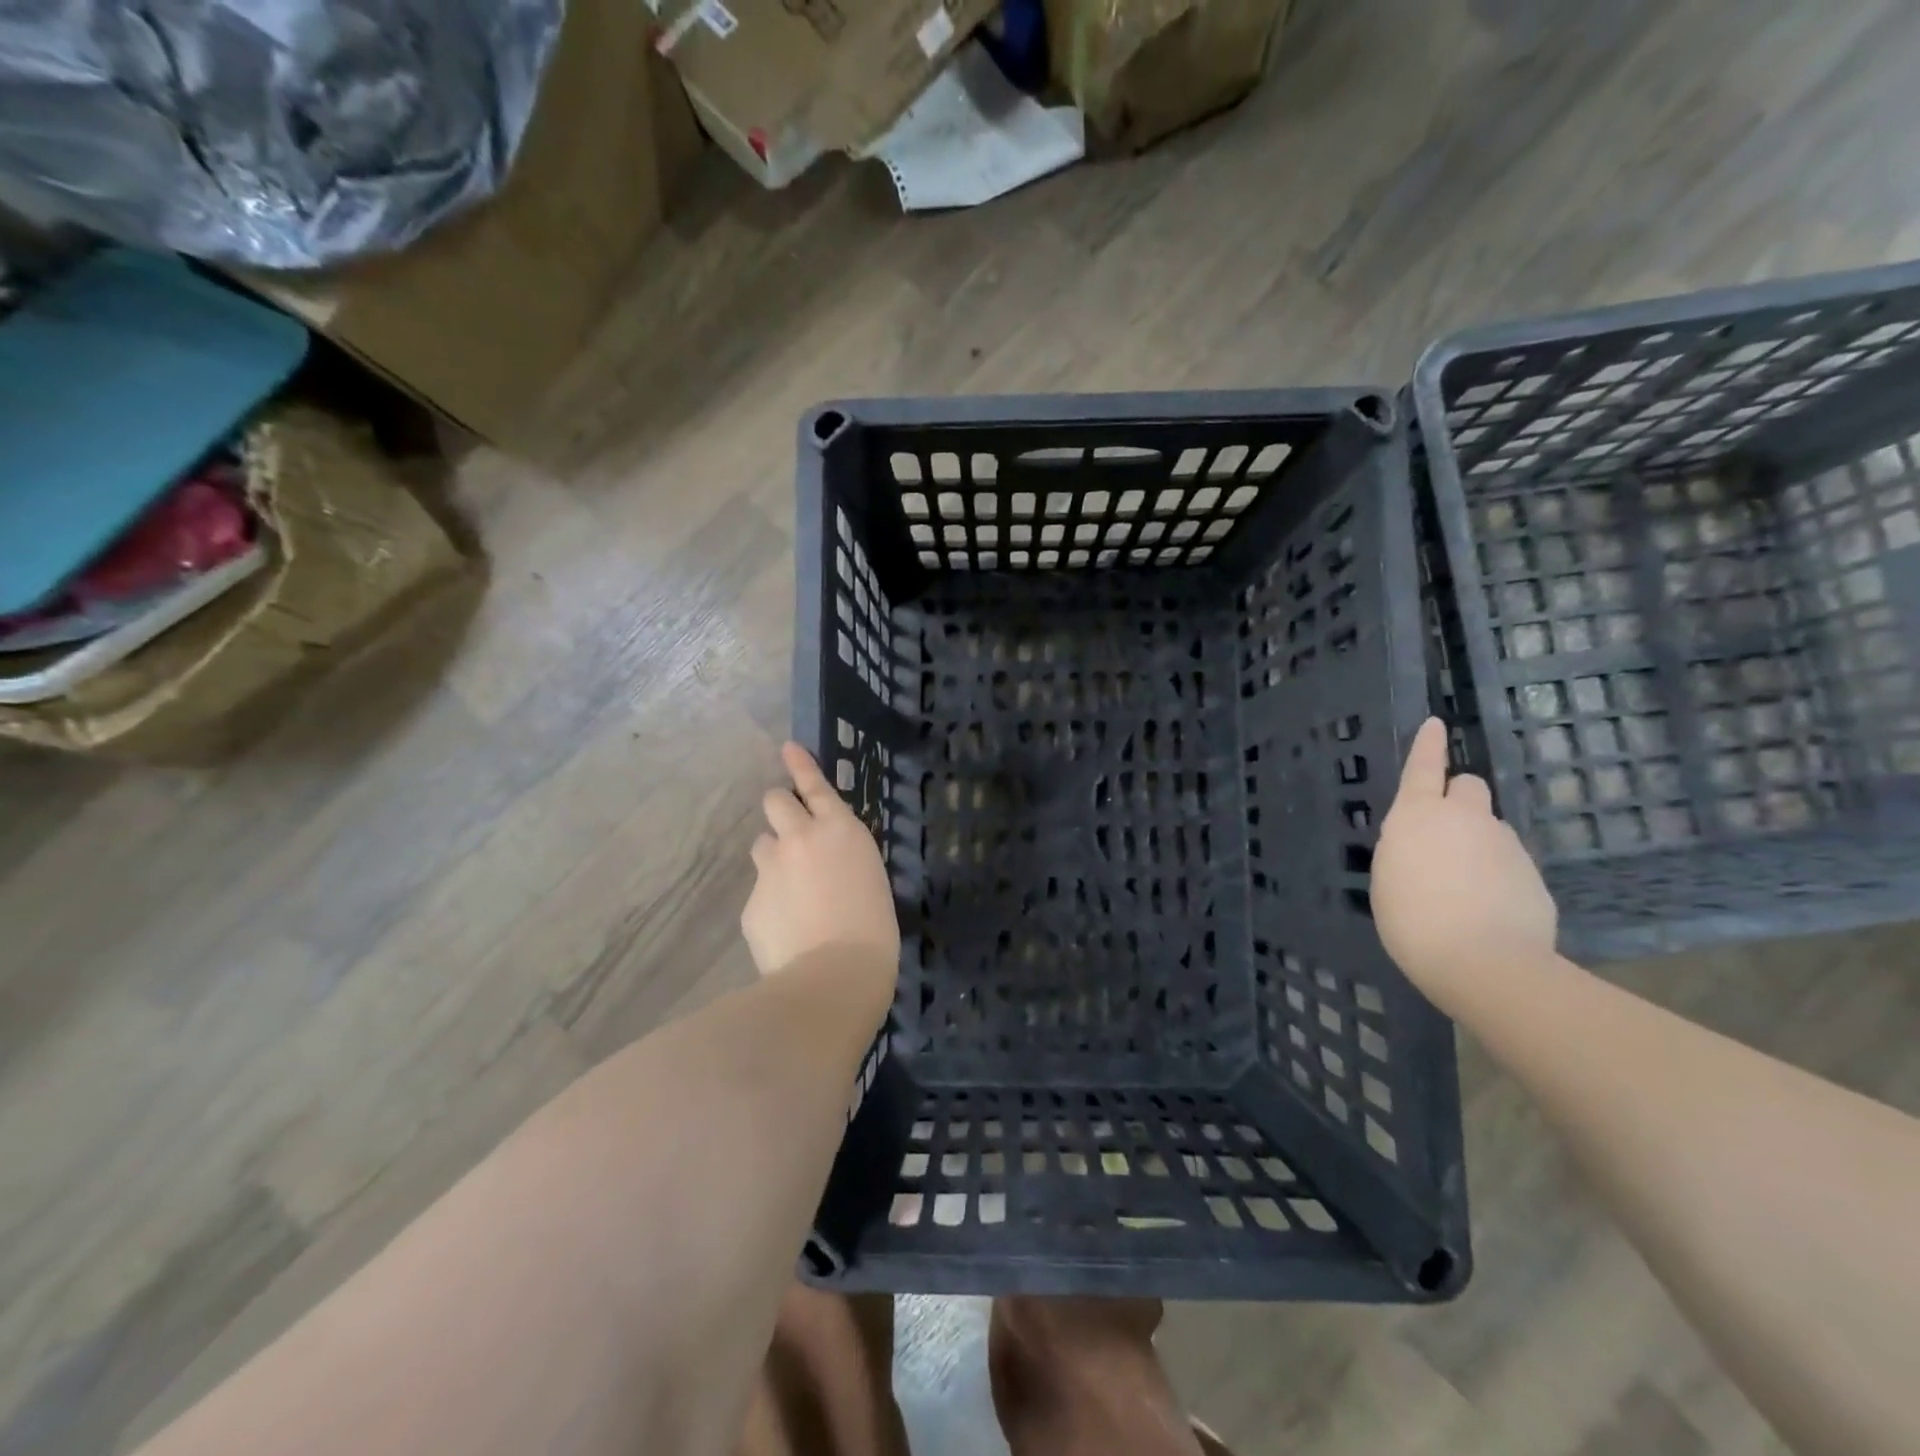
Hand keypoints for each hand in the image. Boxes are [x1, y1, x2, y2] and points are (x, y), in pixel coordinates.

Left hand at [741, 742, 900, 979]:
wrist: (835, 976)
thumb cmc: (874, 929)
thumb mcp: (870, 879)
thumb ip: (843, 861)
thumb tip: (826, 868)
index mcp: (840, 830)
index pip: (815, 786)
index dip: (800, 765)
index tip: (787, 748)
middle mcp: (800, 838)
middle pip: (774, 801)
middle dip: (780, 809)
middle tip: (790, 831)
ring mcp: (770, 869)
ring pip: (762, 845)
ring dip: (774, 856)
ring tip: (791, 888)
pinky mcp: (751, 902)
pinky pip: (759, 892)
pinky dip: (770, 903)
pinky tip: (787, 930)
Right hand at [1372, 718, 1556, 1002]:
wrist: (1483, 961)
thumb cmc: (1412, 919)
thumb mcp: (1388, 878)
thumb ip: (1407, 849)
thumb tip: (1427, 847)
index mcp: (1418, 815)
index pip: (1424, 767)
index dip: (1427, 745)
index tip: (1436, 723)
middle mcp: (1465, 818)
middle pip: (1469, 785)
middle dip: (1458, 798)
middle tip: (1444, 831)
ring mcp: (1505, 844)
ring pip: (1489, 828)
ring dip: (1477, 843)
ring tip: (1462, 887)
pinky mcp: (1533, 874)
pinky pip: (1509, 863)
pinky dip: (1497, 876)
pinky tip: (1486, 910)